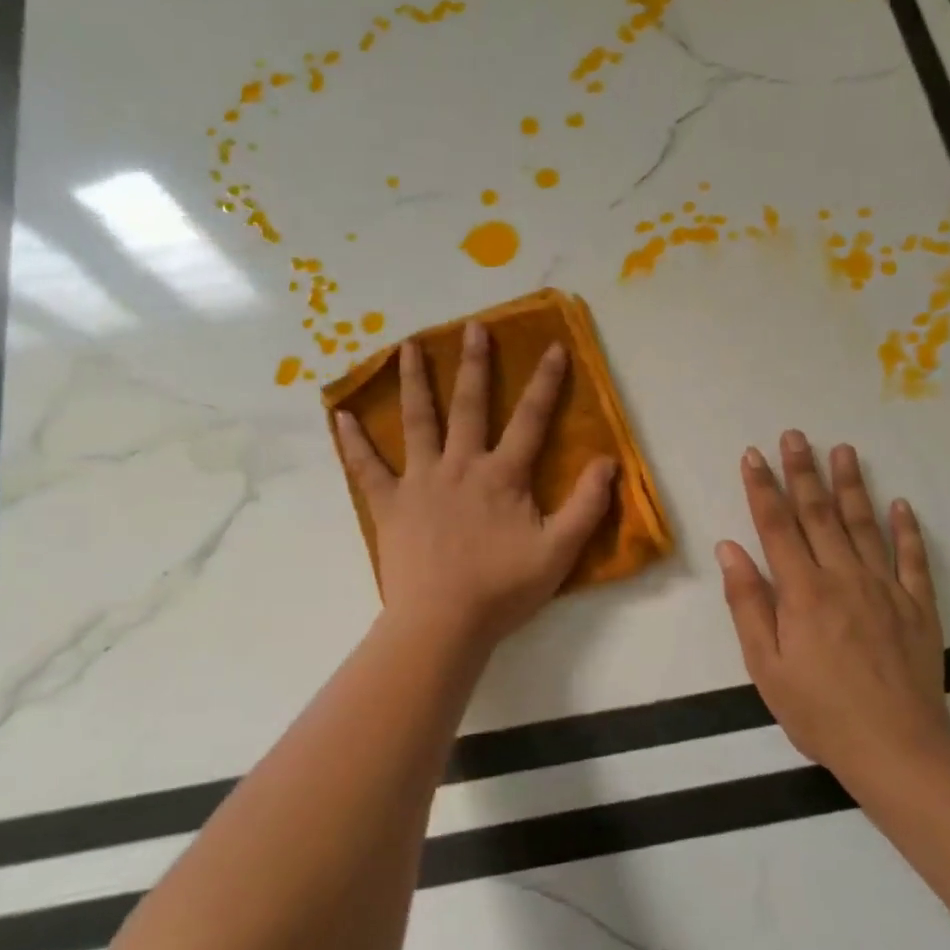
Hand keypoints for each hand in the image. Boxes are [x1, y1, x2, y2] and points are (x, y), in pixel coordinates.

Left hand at [335, 321, 617, 650]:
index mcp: (502, 475)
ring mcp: (420, 481)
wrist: (443, 622)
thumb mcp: (558, 552)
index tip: (554, 347)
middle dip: (474, 364)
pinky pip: (367, 467)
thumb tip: (608, 462)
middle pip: (468, 405)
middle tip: (473, 327)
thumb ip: (586, 506)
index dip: (545, 382)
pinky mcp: (390, 504)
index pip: (530, 419)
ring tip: (406, 347)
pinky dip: (354, 441)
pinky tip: (341, 415)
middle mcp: (460, 465)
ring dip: (413, 382)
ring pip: (417, 421)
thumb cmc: (502, 589)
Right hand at [716, 430, 949, 779]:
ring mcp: (885, 588)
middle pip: (819, 514)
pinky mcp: (918, 606)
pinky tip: (901, 504)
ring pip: (864, 525)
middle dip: (803, 471)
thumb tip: (730, 548)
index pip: (776, 525)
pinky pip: (913, 559)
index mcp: (802, 591)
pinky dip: (907, 530)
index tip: (753, 455)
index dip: (762, 487)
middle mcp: (843, 577)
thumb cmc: (818, 712)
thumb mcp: (765, 665)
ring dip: (851, 486)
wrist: (897, 750)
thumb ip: (747, 602)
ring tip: (844, 450)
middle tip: (795, 435)